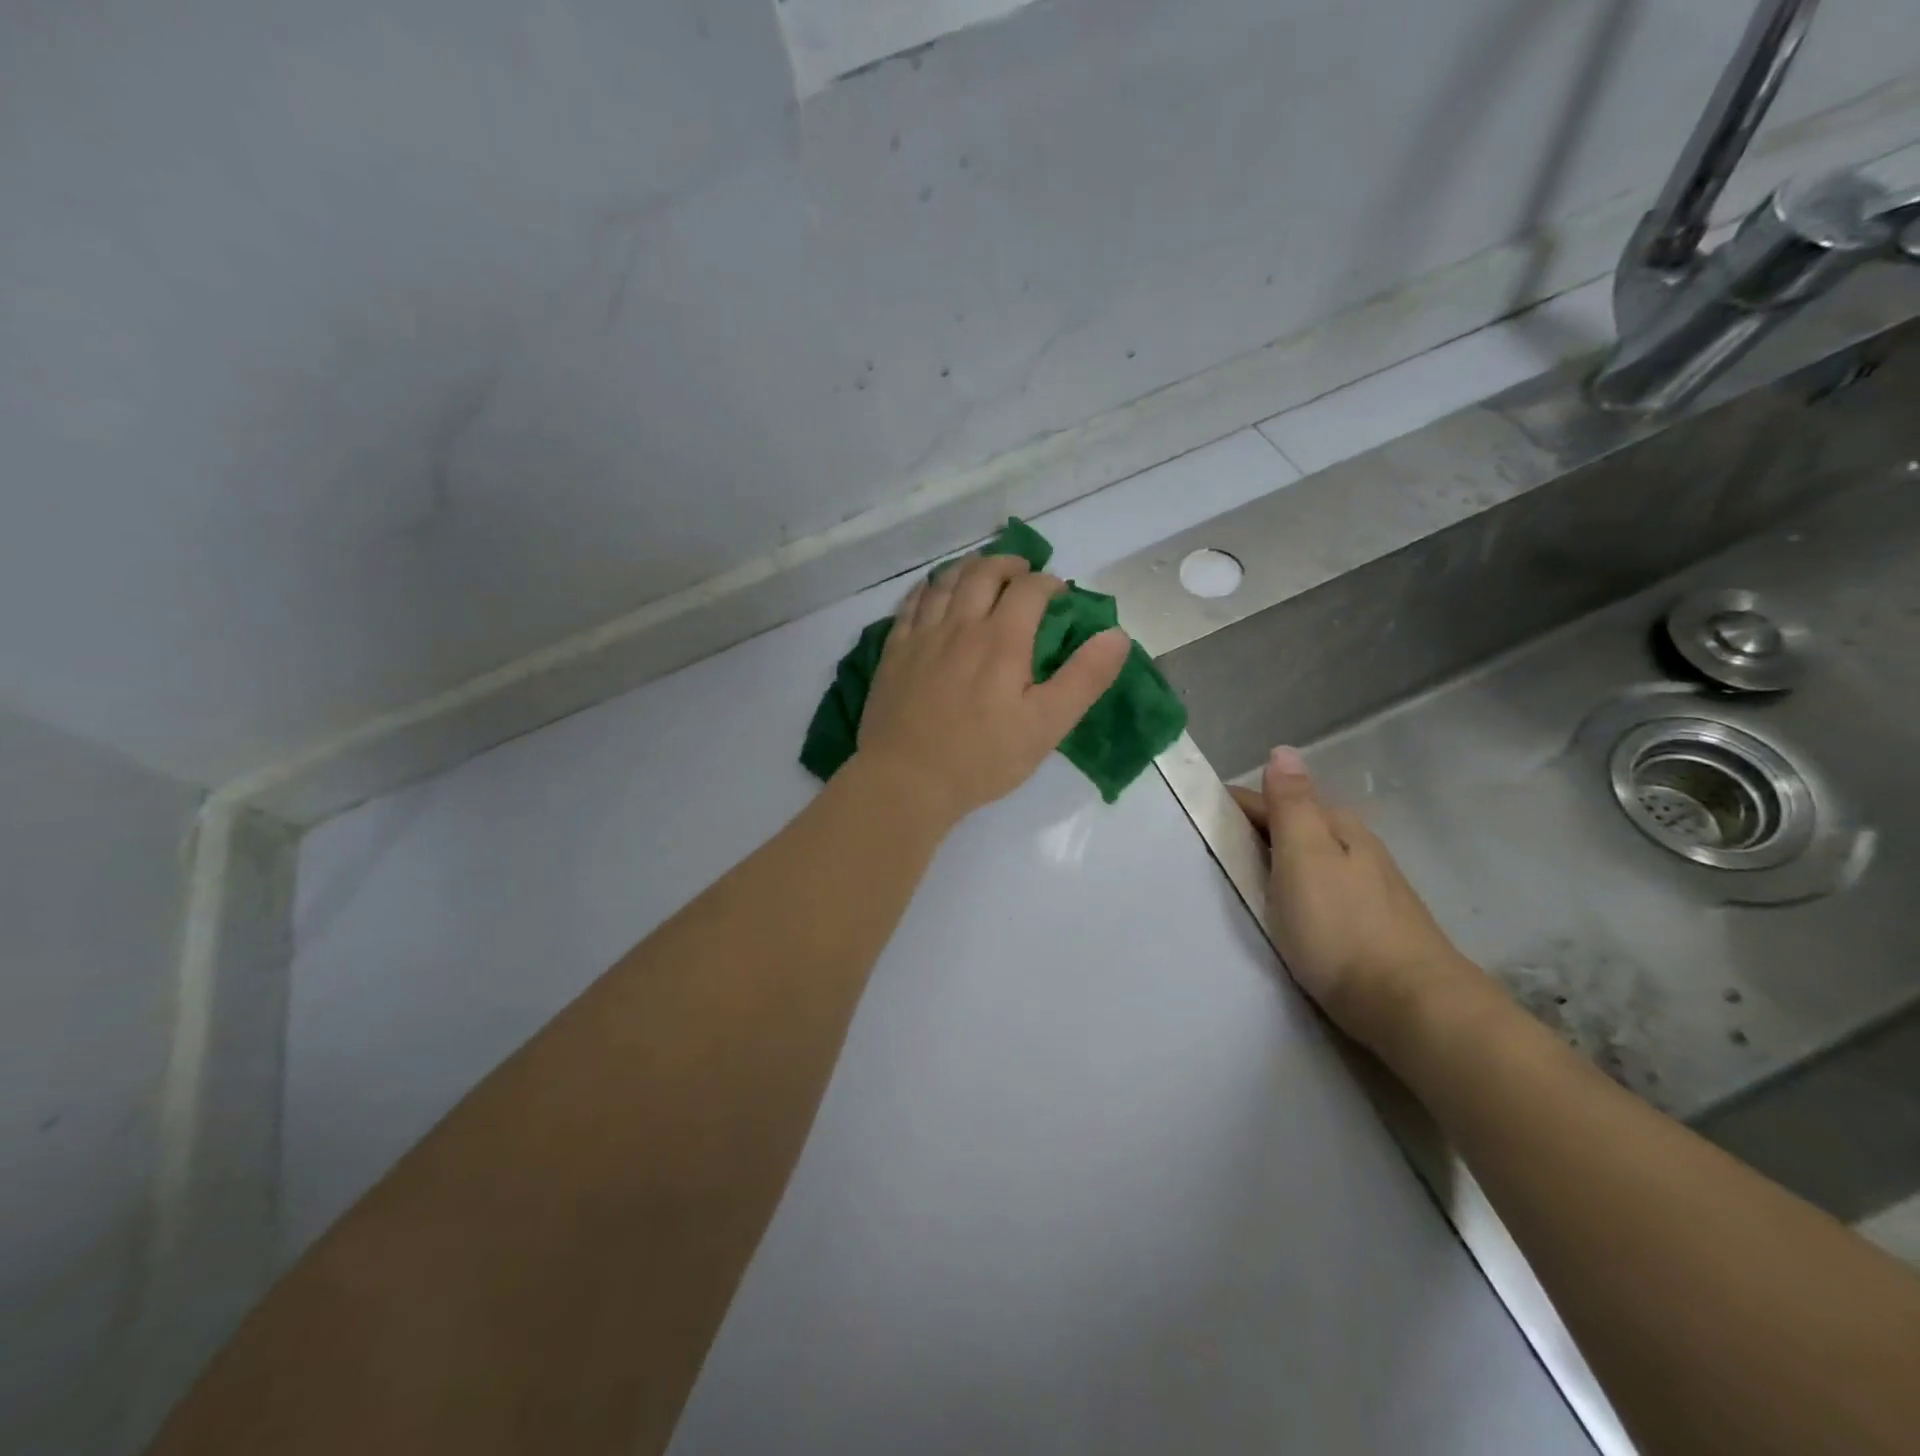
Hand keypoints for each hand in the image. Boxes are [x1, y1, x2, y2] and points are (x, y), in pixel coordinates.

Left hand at [857, 553, 1128, 825]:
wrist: (907, 779)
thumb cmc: (982, 758)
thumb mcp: (1046, 725)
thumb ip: (1084, 678)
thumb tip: (1116, 634)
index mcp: (1002, 639)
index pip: (1030, 588)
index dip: (1049, 582)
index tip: (1060, 593)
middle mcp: (961, 625)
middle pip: (984, 572)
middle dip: (1009, 564)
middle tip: (1022, 572)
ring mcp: (922, 635)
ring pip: (946, 581)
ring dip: (969, 568)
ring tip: (982, 572)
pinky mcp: (894, 651)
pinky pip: (911, 603)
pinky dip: (929, 588)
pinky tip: (933, 591)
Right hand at [1230, 747, 1484, 1051]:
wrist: (1411, 1006)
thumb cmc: (1342, 927)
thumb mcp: (1305, 856)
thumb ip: (1291, 804)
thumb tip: (1283, 749)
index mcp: (1337, 826)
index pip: (1274, 800)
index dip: (1234, 808)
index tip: (1196, 822)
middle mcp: (1357, 848)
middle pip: (1294, 828)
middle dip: (1254, 834)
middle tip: (1211, 855)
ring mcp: (1369, 887)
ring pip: (1309, 859)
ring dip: (1275, 863)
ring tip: (1240, 884)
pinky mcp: (1372, 924)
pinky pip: (1320, 890)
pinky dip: (1294, 890)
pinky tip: (1286, 911)